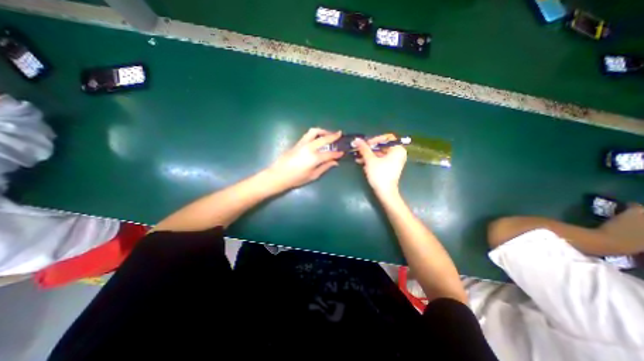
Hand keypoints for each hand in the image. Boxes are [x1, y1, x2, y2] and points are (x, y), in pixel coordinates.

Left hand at [266, 127, 344, 191]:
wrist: (278, 175)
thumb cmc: (296, 178)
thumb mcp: (313, 175)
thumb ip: (325, 167)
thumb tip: (334, 162)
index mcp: (314, 158)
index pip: (330, 153)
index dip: (337, 153)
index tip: (343, 152)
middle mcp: (309, 148)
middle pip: (324, 138)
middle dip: (333, 135)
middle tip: (340, 134)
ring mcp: (302, 143)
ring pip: (314, 131)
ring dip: (323, 131)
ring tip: (328, 134)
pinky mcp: (297, 143)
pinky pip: (308, 135)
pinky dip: (316, 134)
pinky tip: (318, 138)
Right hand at [355, 134, 403, 197]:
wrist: (385, 192)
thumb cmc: (380, 174)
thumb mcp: (370, 160)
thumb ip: (364, 148)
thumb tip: (356, 139)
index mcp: (397, 149)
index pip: (386, 138)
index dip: (375, 139)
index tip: (365, 144)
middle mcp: (397, 154)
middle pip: (382, 145)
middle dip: (369, 148)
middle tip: (359, 149)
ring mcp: (393, 161)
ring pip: (379, 153)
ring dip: (368, 154)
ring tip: (357, 156)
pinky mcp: (389, 167)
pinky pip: (379, 159)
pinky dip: (371, 160)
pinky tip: (361, 162)